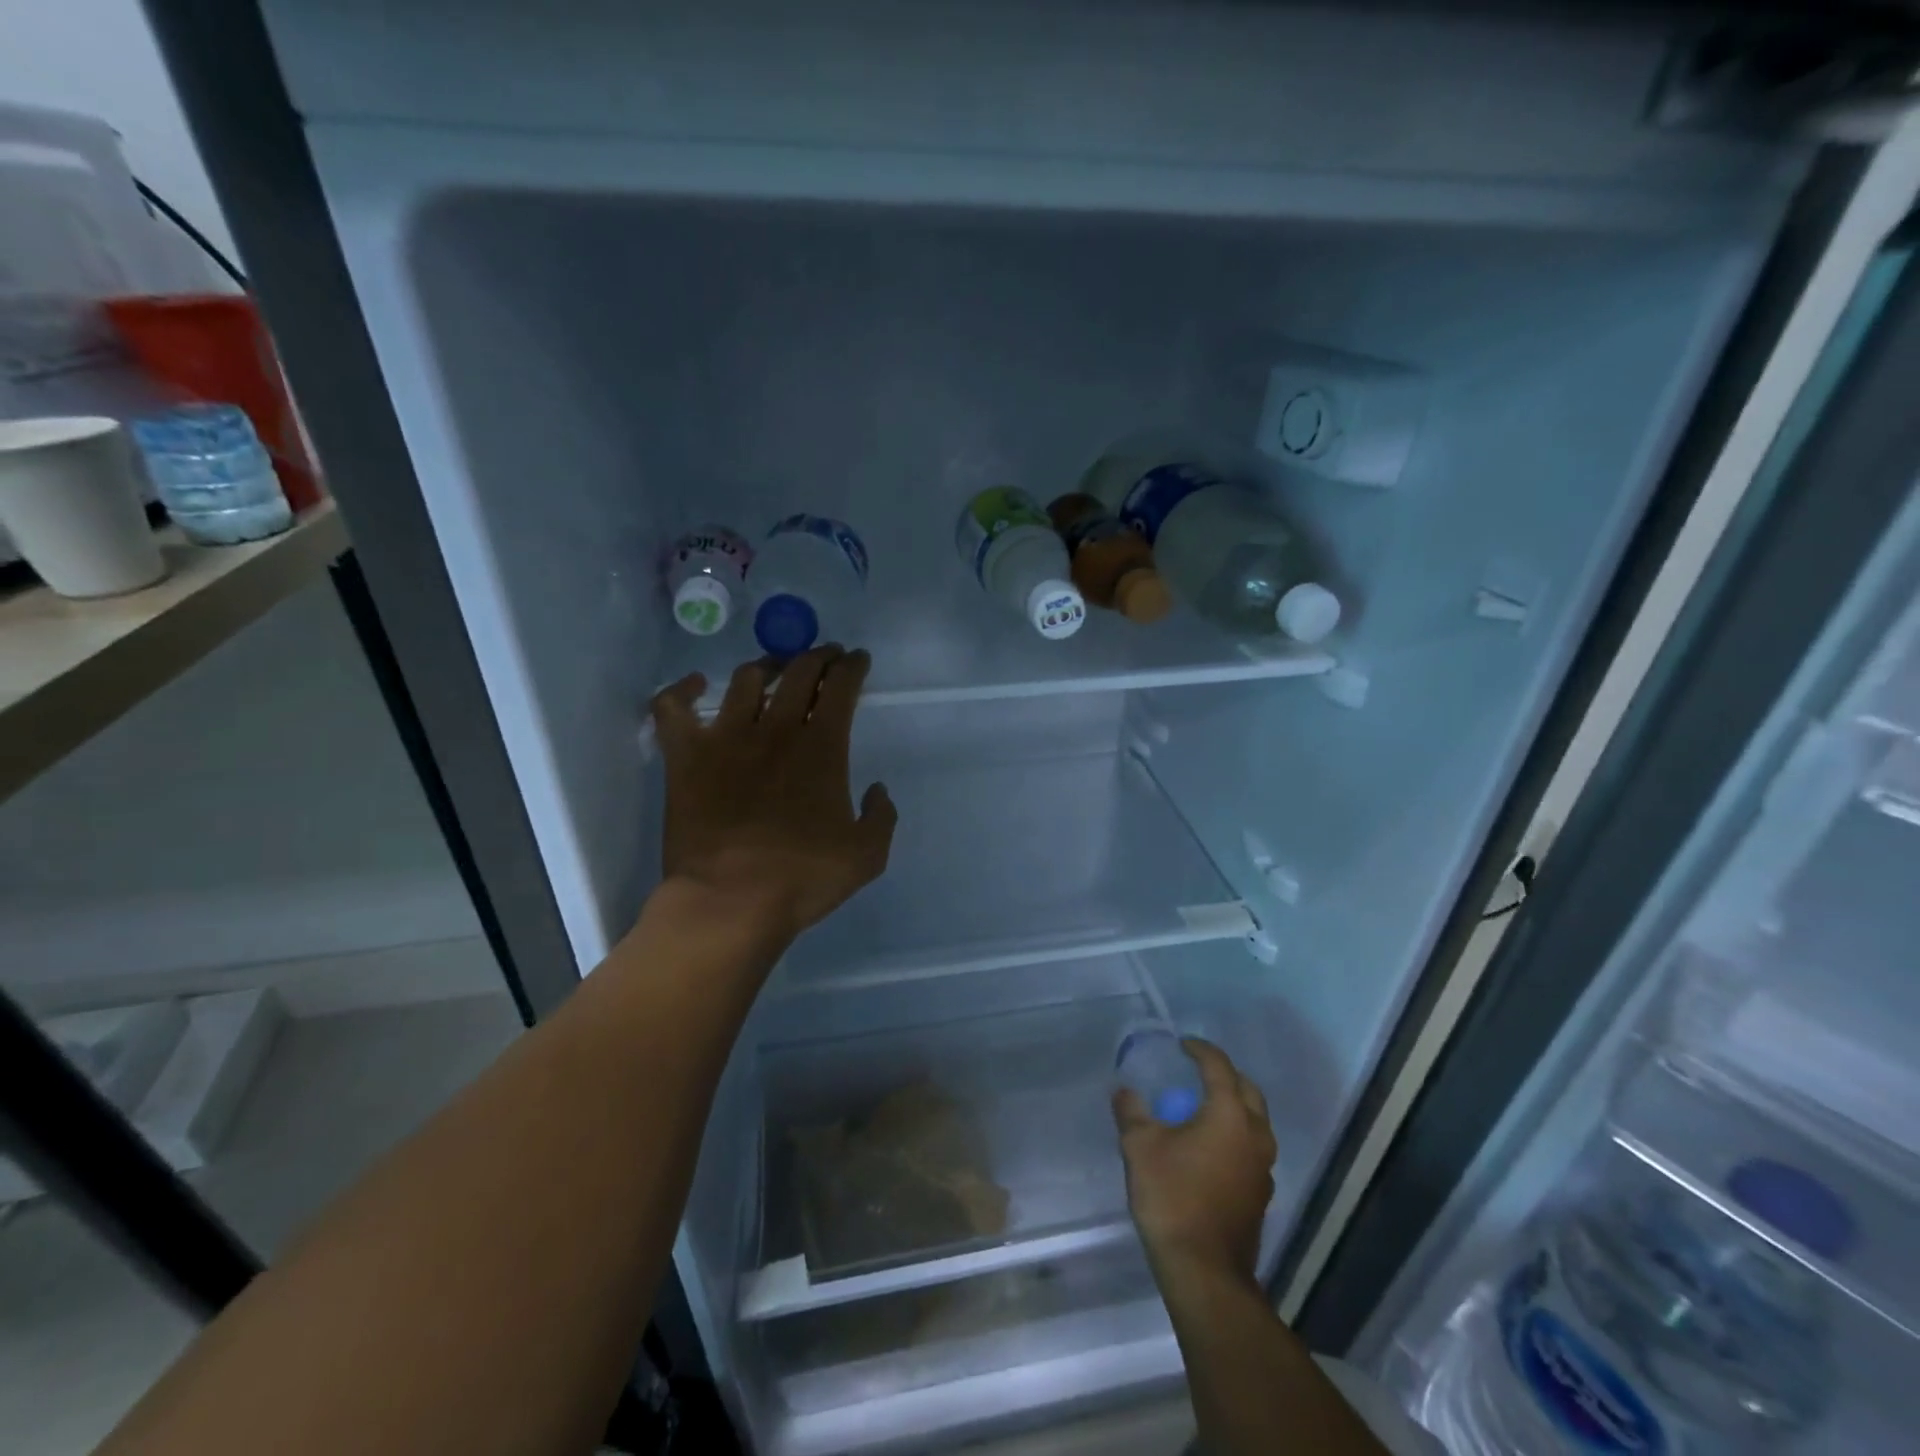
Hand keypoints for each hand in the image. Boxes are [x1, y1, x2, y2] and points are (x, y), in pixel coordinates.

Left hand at [649, 646, 896, 943]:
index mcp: (822, 747)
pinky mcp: (686, 756)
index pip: (842, 686)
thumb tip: (877, 790)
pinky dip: (682, 689)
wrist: (731, 902)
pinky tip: (696, 685)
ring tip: (774, 669)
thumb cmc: (802, 879)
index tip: (858, 660)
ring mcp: (726, 738)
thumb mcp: (867, 856)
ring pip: (746, 679)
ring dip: (766, 666)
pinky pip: (673, 707)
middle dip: (819, 656)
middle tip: (826, 656)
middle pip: (800, 672)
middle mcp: (776, 729)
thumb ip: (881, 816)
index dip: (853, 666)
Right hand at [1114, 1039, 1276, 1289]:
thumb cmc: (1173, 1197)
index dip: (1200, 1050)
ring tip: (1202, 1106)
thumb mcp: (1140, 1147)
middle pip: (1247, 1090)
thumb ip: (1132, 1112)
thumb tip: (1124, 1091)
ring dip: (1233, 1106)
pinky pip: (1251, 1147)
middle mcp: (1255, 1135)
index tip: (1182, 1044)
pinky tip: (1209, 1146)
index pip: (1219, 1067)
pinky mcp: (1260, 1193)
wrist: (1204, 1271)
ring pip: (1255, 1121)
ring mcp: (1263, 1167)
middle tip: (1198, 1071)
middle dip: (1224, 1075)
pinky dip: (1234, 1134)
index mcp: (1230, 1114)